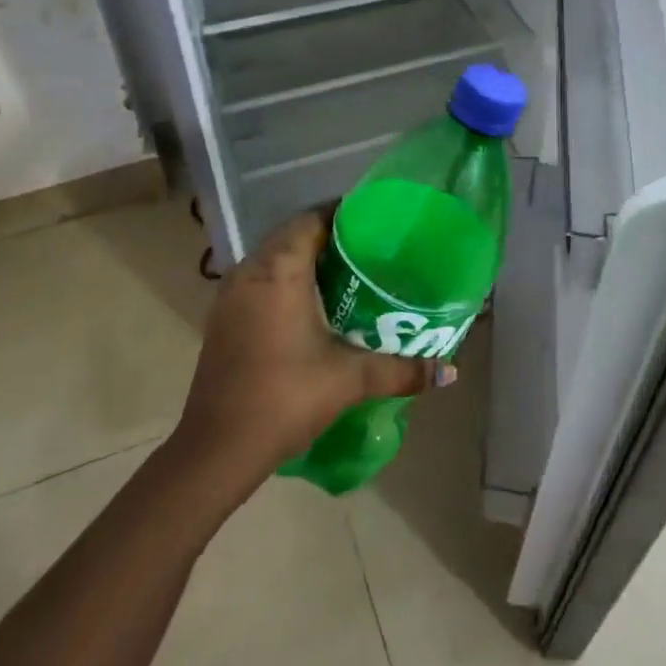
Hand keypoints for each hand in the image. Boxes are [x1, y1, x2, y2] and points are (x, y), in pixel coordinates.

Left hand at [176, 209, 455, 480]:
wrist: (216, 450)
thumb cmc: (284, 398)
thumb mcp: (349, 379)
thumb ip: (401, 370)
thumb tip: (449, 370)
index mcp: (279, 270)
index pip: (312, 220)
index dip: (343, 215)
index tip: (377, 224)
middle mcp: (250, 271)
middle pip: (293, 235)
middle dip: (330, 238)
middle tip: (370, 249)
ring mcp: (230, 295)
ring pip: (273, 258)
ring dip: (305, 259)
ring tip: (347, 273)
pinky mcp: (223, 318)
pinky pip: (259, 280)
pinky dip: (285, 280)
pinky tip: (311, 304)